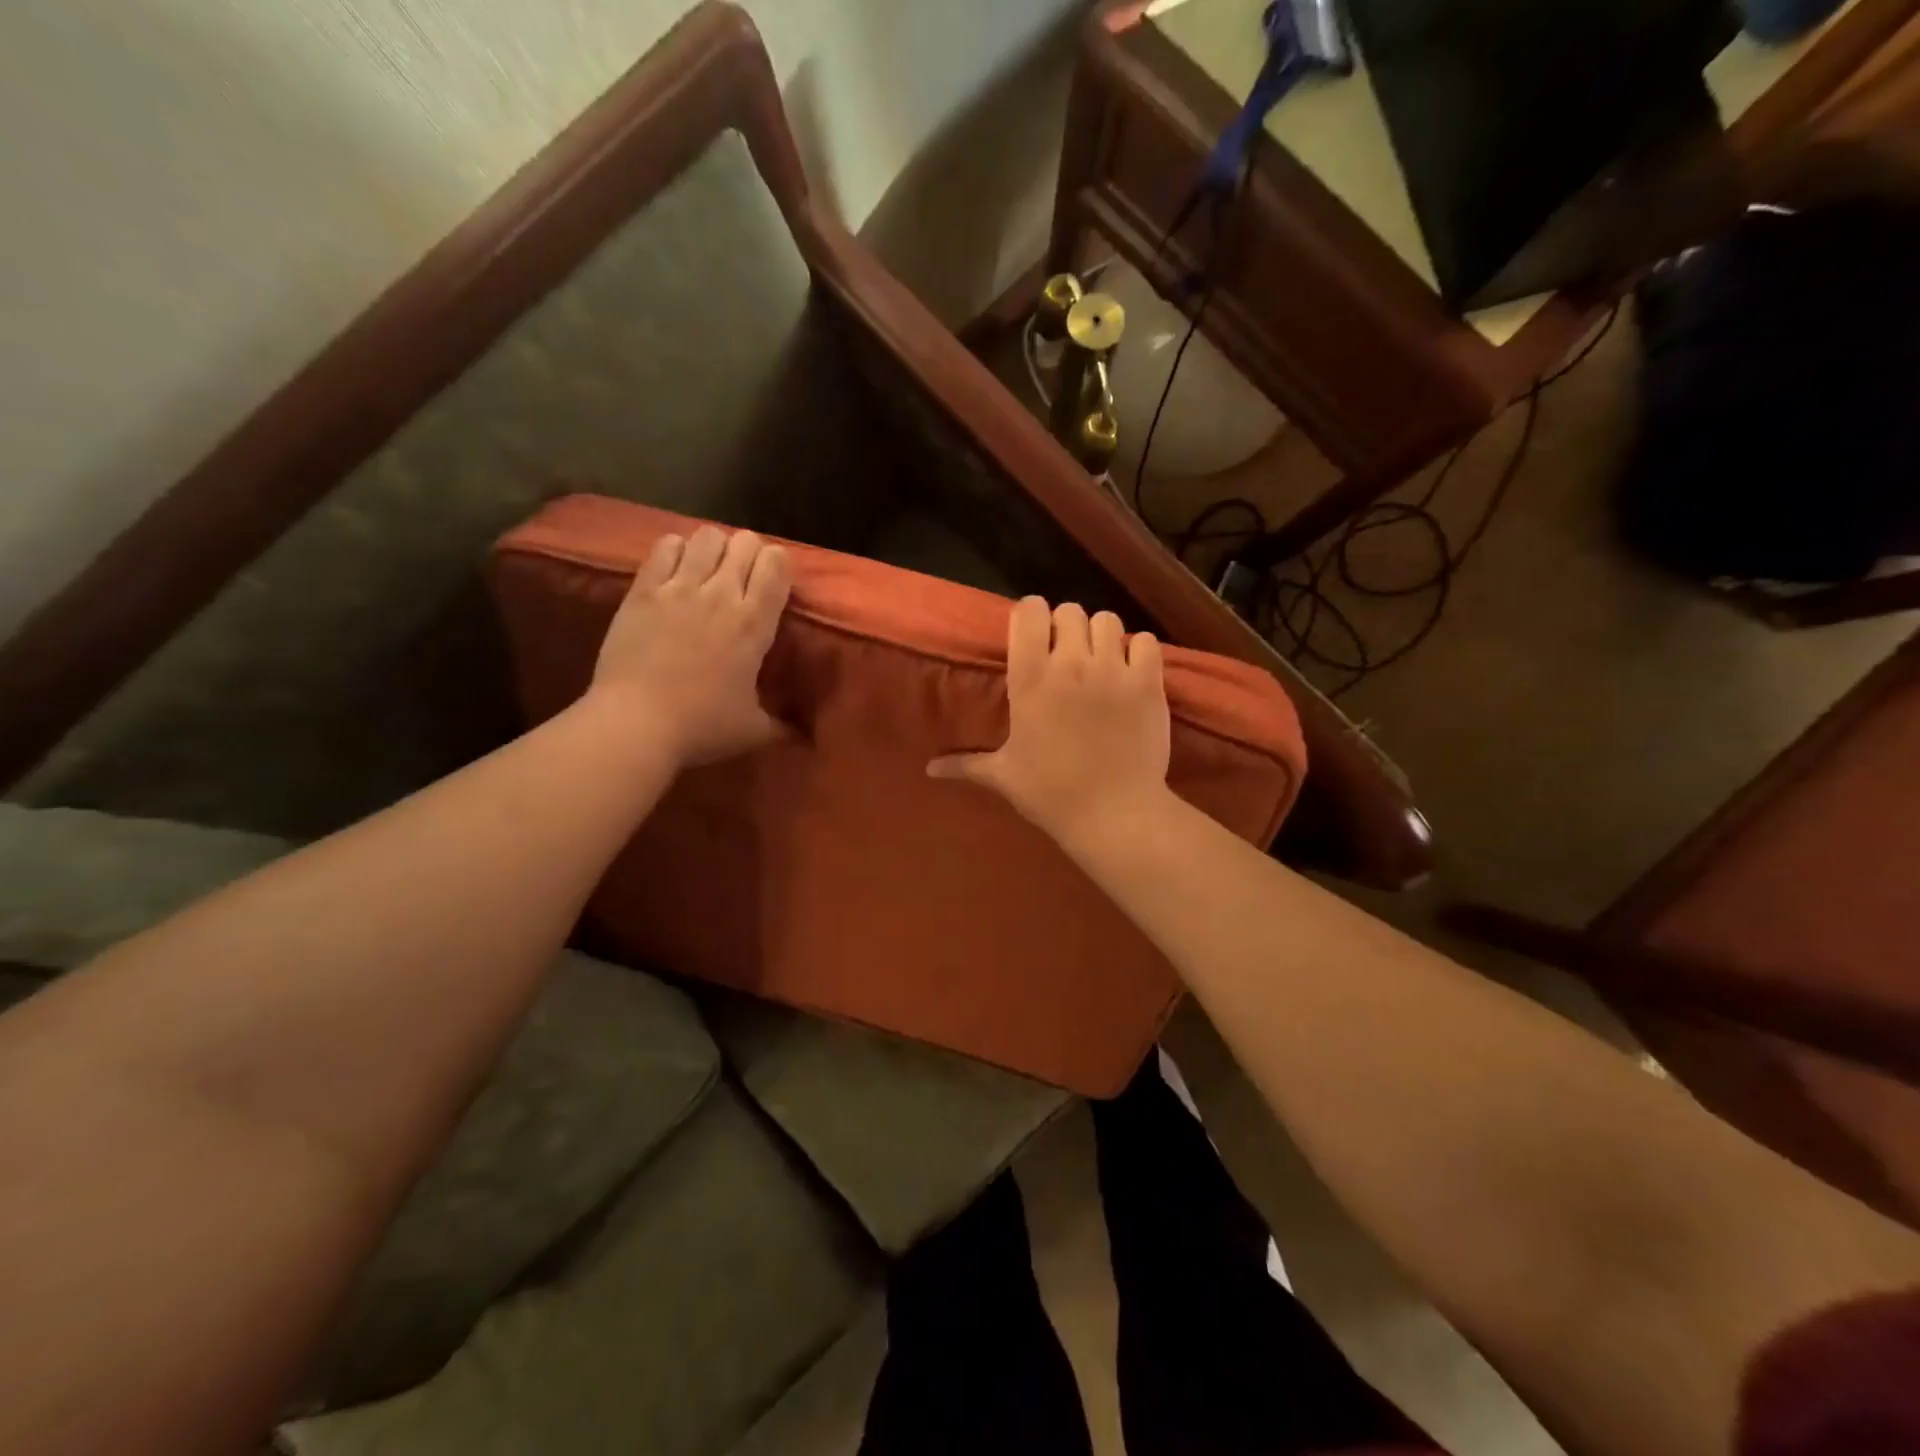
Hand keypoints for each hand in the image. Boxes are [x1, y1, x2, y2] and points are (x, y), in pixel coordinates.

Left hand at [589, 524, 791, 766]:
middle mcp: (721, 595)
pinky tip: (674, 571)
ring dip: (714, 548)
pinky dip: (675, 551)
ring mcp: (679, 588)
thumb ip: (782, 724)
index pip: (777, 564)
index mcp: (754, 624)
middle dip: (748, 553)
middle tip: (741, 578)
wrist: (636, 724)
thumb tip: (803, 735)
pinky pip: (665, 546)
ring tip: (708, 570)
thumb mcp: (755, 730)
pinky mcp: (643, 590)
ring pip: (707, 536)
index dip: (779, 565)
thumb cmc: (702, 727)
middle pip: (745, 541)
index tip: (773, 584)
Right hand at [929, 597, 1170, 843]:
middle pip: (1069, 611)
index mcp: (1029, 679)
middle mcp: (1070, 664)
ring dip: (1101, 636)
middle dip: (1066, 628)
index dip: (1031, 616)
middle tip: (1067, 655)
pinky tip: (1132, 672)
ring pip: (1108, 620)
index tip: (1032, 636)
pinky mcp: (1148, 683)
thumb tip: (929, 770)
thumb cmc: (1051, 793)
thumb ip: (966, 764)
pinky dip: (1139, 651)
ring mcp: (1113, 670)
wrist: (1114, 814)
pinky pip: (1146, 642)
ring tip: (1100, 661)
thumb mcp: (1003, 776)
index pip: (1029, 611)